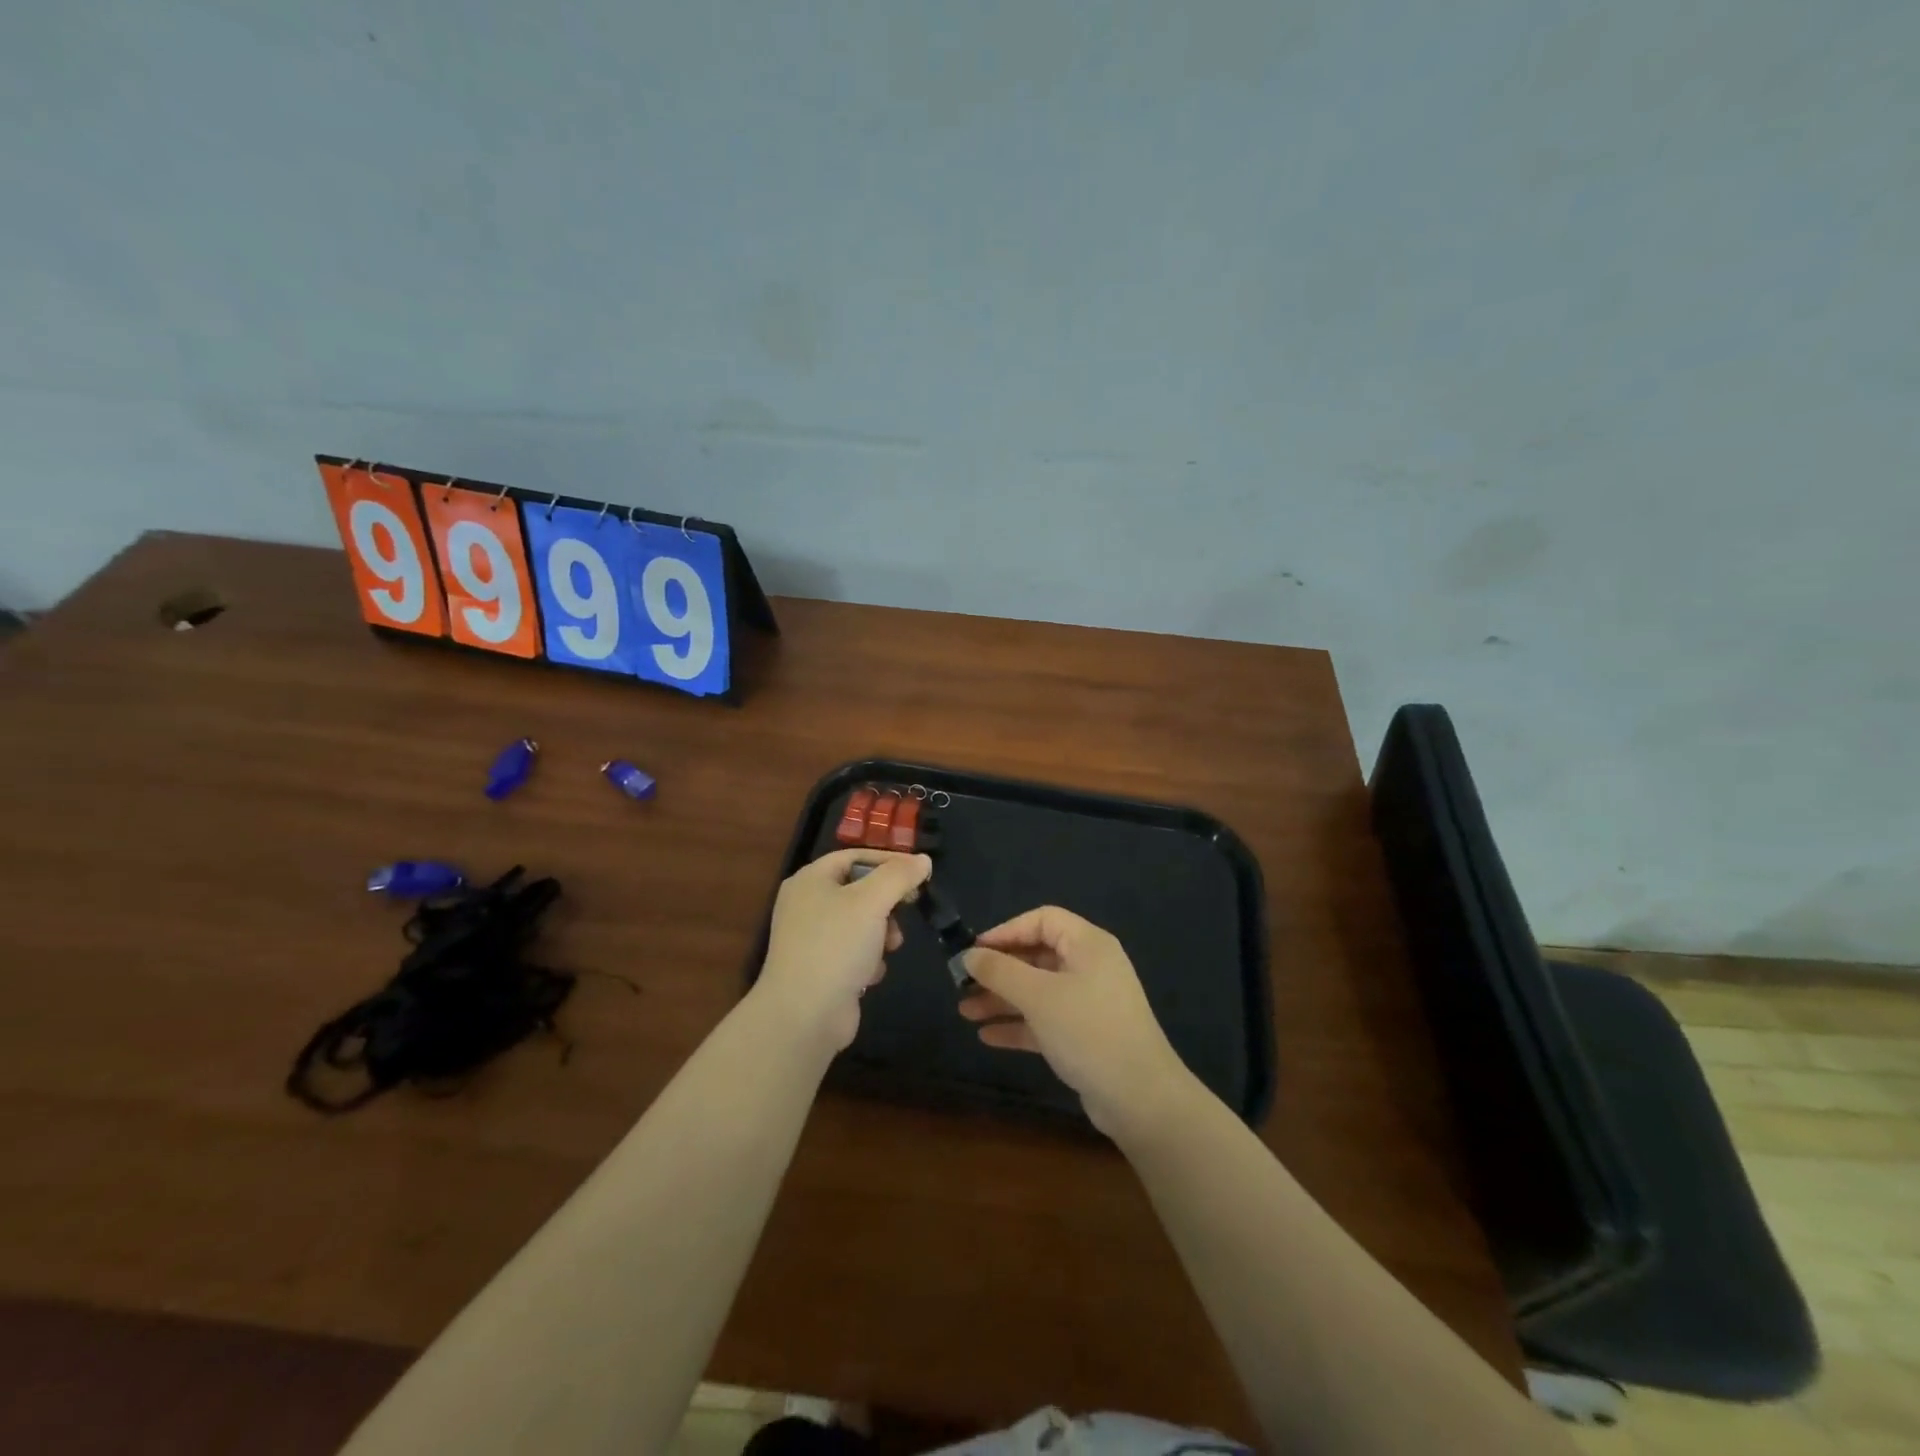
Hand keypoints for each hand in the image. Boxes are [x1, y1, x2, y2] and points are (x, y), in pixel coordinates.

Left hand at [754, 849, 932, 1051]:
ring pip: (860, 922)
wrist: (804, 1015)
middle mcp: (807, 904)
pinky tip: (871, 974)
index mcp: (811, 880)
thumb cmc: (836, 946)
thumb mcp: (872, 901)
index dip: (889, 860)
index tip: (920, 873)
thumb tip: (923, 860)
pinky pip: (853, 951)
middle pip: (859, 889)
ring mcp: (812, 938)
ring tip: (890, 946)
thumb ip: (899, 876)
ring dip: (882, 933)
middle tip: (910, 907)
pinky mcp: (821, 968)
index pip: (855, 856)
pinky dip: (868, 959)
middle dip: (887, 902)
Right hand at [959, 906, 1192, 1137]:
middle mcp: (1090, 967)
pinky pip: (1045, 1019)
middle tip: (962, 984)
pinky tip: (987, 1036)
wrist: (1141, 1098)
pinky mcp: (1085, 1035)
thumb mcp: (1039, 996)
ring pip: (1037, 990)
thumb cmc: (1088, 1031)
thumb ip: (1000, 971)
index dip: (1006, 931)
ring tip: (965, 1012)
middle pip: (1037, 956)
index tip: (974, 951)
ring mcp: (1089, 1002)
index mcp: (1088, 945)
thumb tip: (969, 955)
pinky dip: (1019, 1024)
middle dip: (999, 970)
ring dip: (1002, 999)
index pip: (1042, 920)